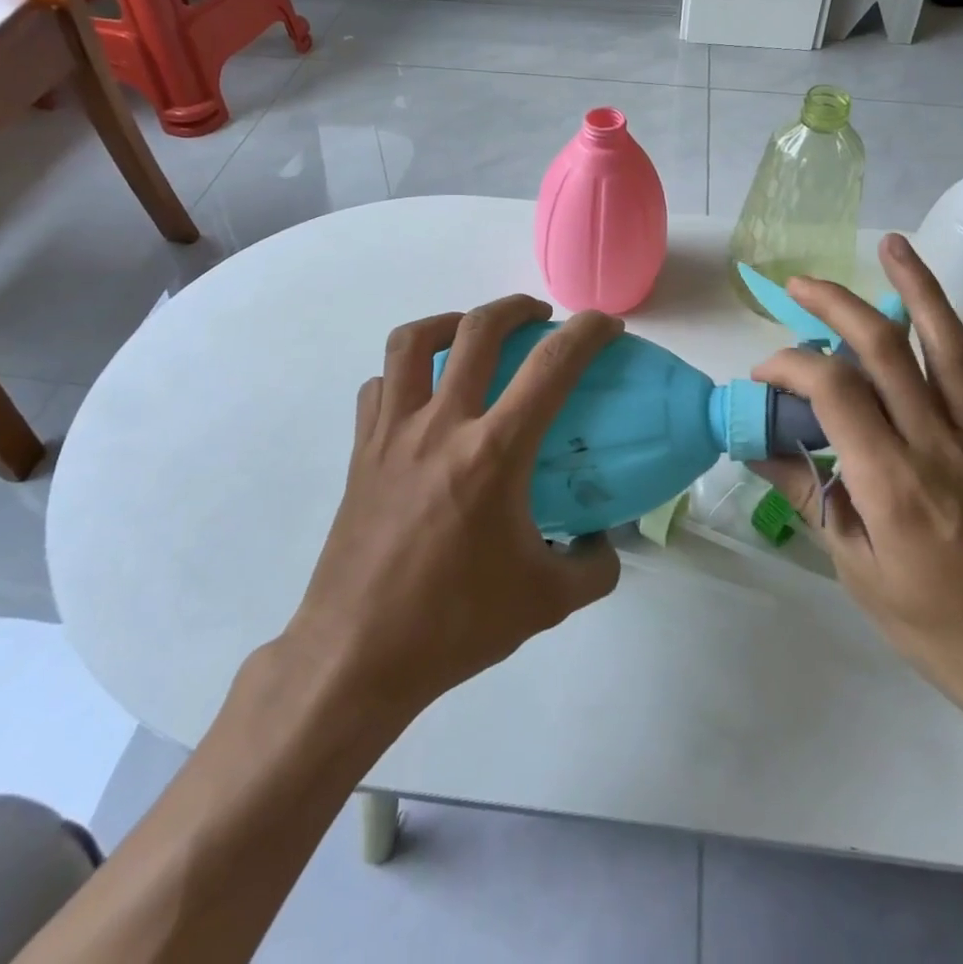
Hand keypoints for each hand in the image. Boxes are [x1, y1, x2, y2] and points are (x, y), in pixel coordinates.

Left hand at [290, 296, 623, 718]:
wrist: (357, 655)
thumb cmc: (454, 624)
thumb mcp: (547, 602)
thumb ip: (593, 567)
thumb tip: (605, 543)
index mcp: (493, 452)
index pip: (551, 367)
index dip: (586, 333)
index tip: (606, 326)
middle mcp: (441, 425)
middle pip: (477, 330)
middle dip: (516, 308)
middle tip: (539, 317)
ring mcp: (392, 433)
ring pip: (411, 341)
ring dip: (449, 322)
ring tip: (471, 335)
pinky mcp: (361, 452)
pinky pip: (379, 386)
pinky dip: (404, 374)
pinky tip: (422, 396)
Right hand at [749, 235, 962, 737]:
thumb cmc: (937, 629)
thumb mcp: (855, 570)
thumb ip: (810, 497)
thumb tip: (759, 448)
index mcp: (891, 482)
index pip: (832, 388)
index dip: (790, 363)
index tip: (765, 373)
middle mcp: (938, 444)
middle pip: (883, 347)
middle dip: (835, 303)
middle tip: (800, 284)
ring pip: (948, 344)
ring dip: (916, 287)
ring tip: (891, 245)